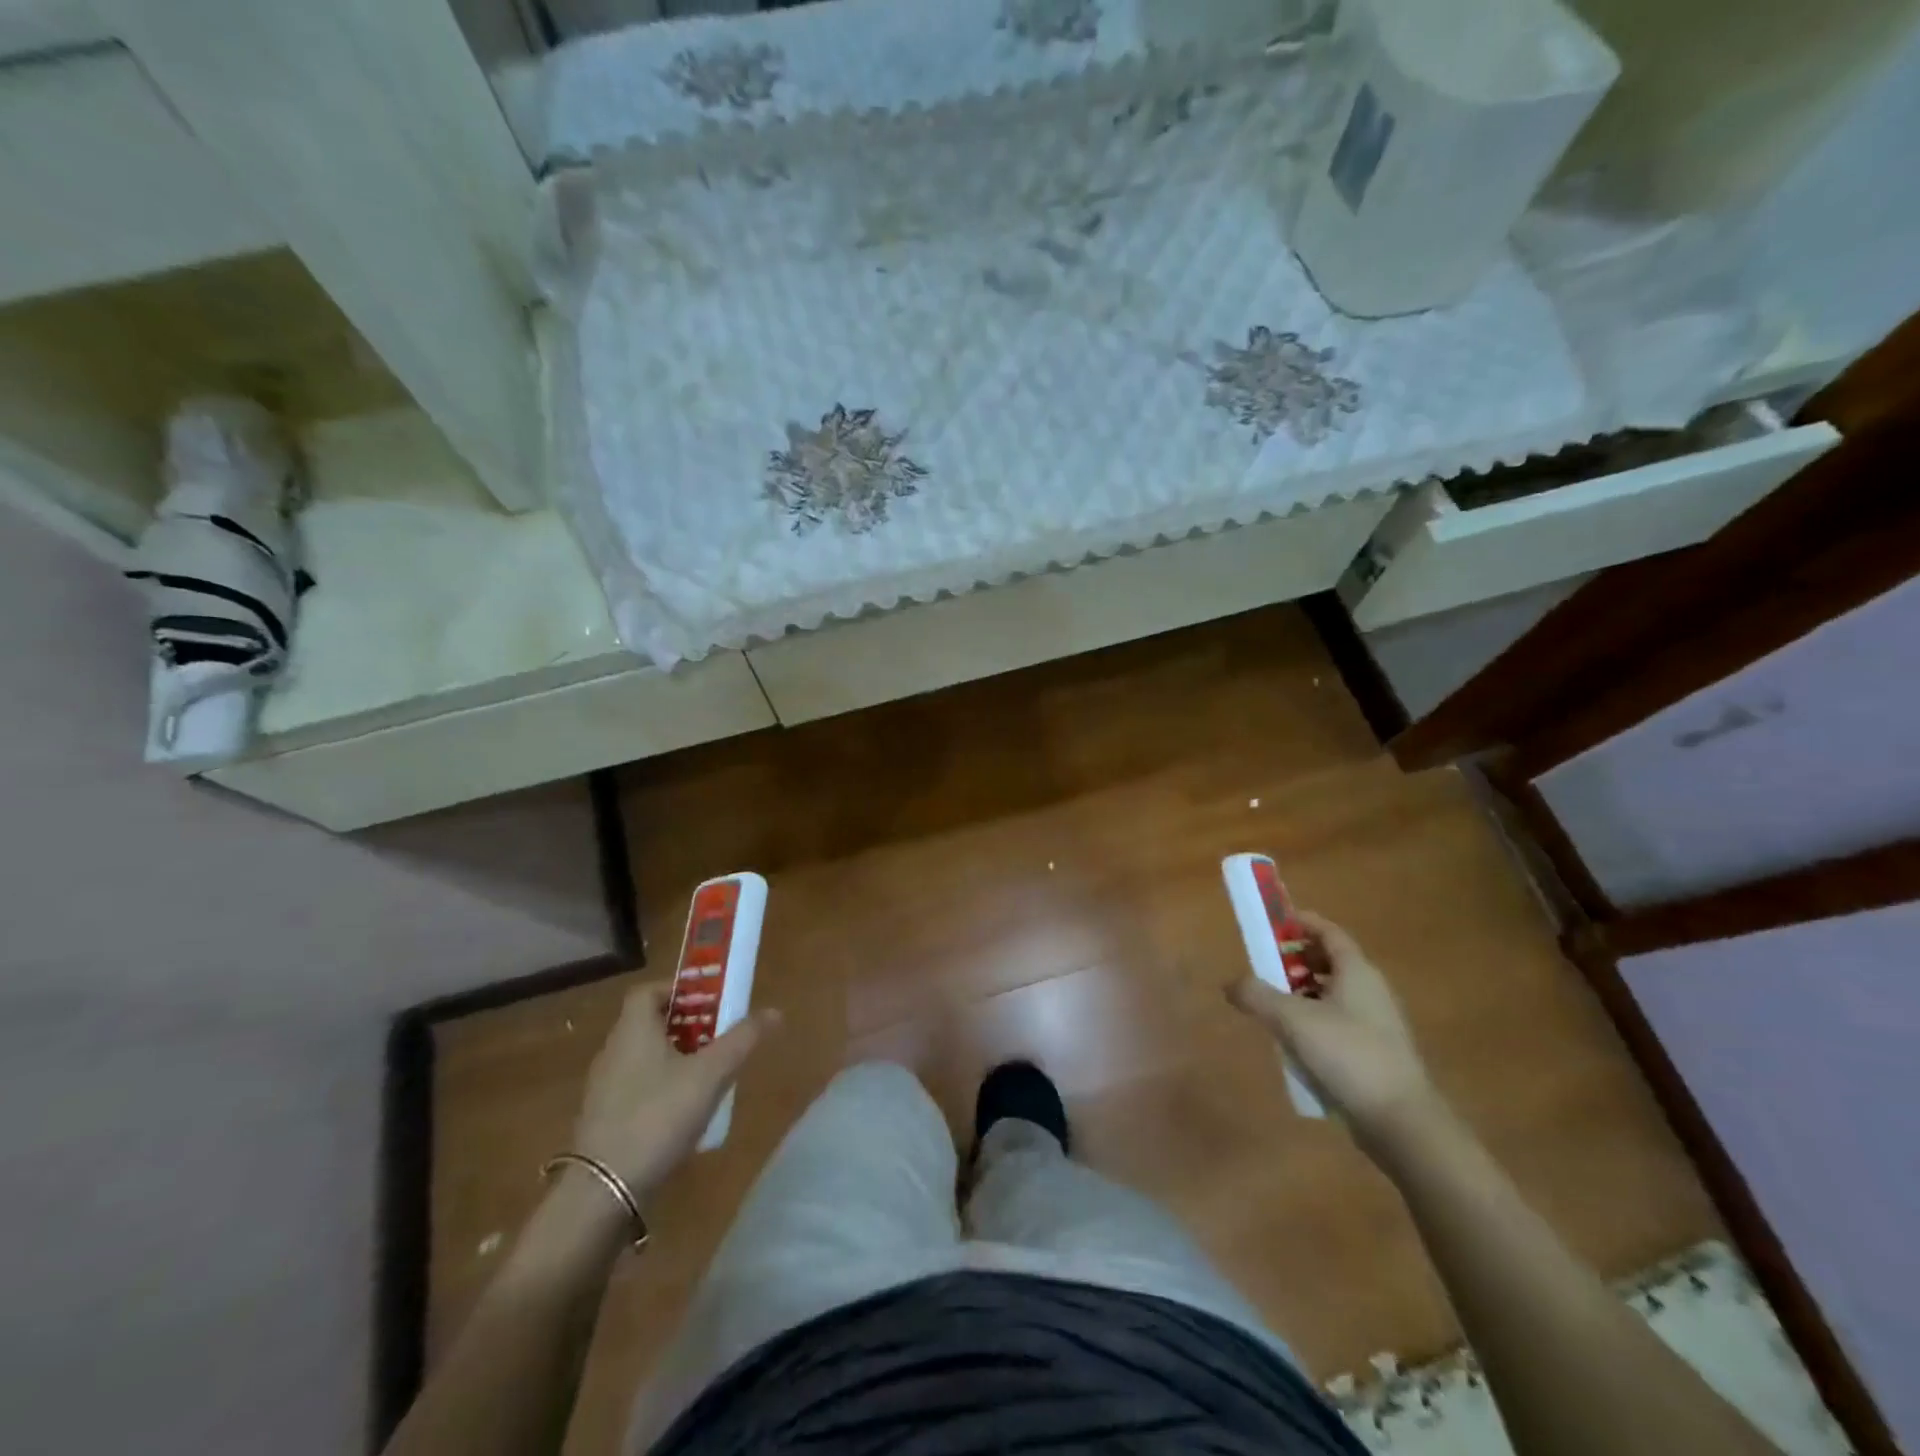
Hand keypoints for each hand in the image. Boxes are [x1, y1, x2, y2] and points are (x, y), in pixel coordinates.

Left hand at [572, 982, 780, 1198]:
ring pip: (645, 1057)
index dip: (679, 990)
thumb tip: (775, 1011)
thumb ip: (742, 1040)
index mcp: (633, 1030)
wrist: (602, 1192)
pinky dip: (662, 1088)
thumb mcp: (710, 1075)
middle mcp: (613, 1051)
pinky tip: (685, 1113)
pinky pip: (637, 1088)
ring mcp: (604, 1088)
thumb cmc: (657, 1117)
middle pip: (650, 1023)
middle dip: (687, 1025)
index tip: (710, 1001)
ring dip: (676, 1058)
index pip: (649, 991)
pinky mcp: (604, 1121)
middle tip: (720, 1036)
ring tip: (710, 1074)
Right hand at [1225, 911, 1437, 1150]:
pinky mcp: (1376, 1053)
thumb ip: (1257, 995)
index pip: (1330, 932)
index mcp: (1357, 972)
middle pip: (1332, 961)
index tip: (1274, 924)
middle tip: (1266, 967)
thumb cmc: (1348, 1056)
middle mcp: (1371, 990)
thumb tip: (1230, 984)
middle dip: (1297, 959)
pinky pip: (1340, 1021)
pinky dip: (1315, 1019)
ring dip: (1304, 992)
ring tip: (1273, 1005)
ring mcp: (1377, 1023)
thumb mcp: (1292, 1020)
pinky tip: (1295, 1042)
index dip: (1302, 923)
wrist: (1402, 1123)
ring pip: (1334, 994)